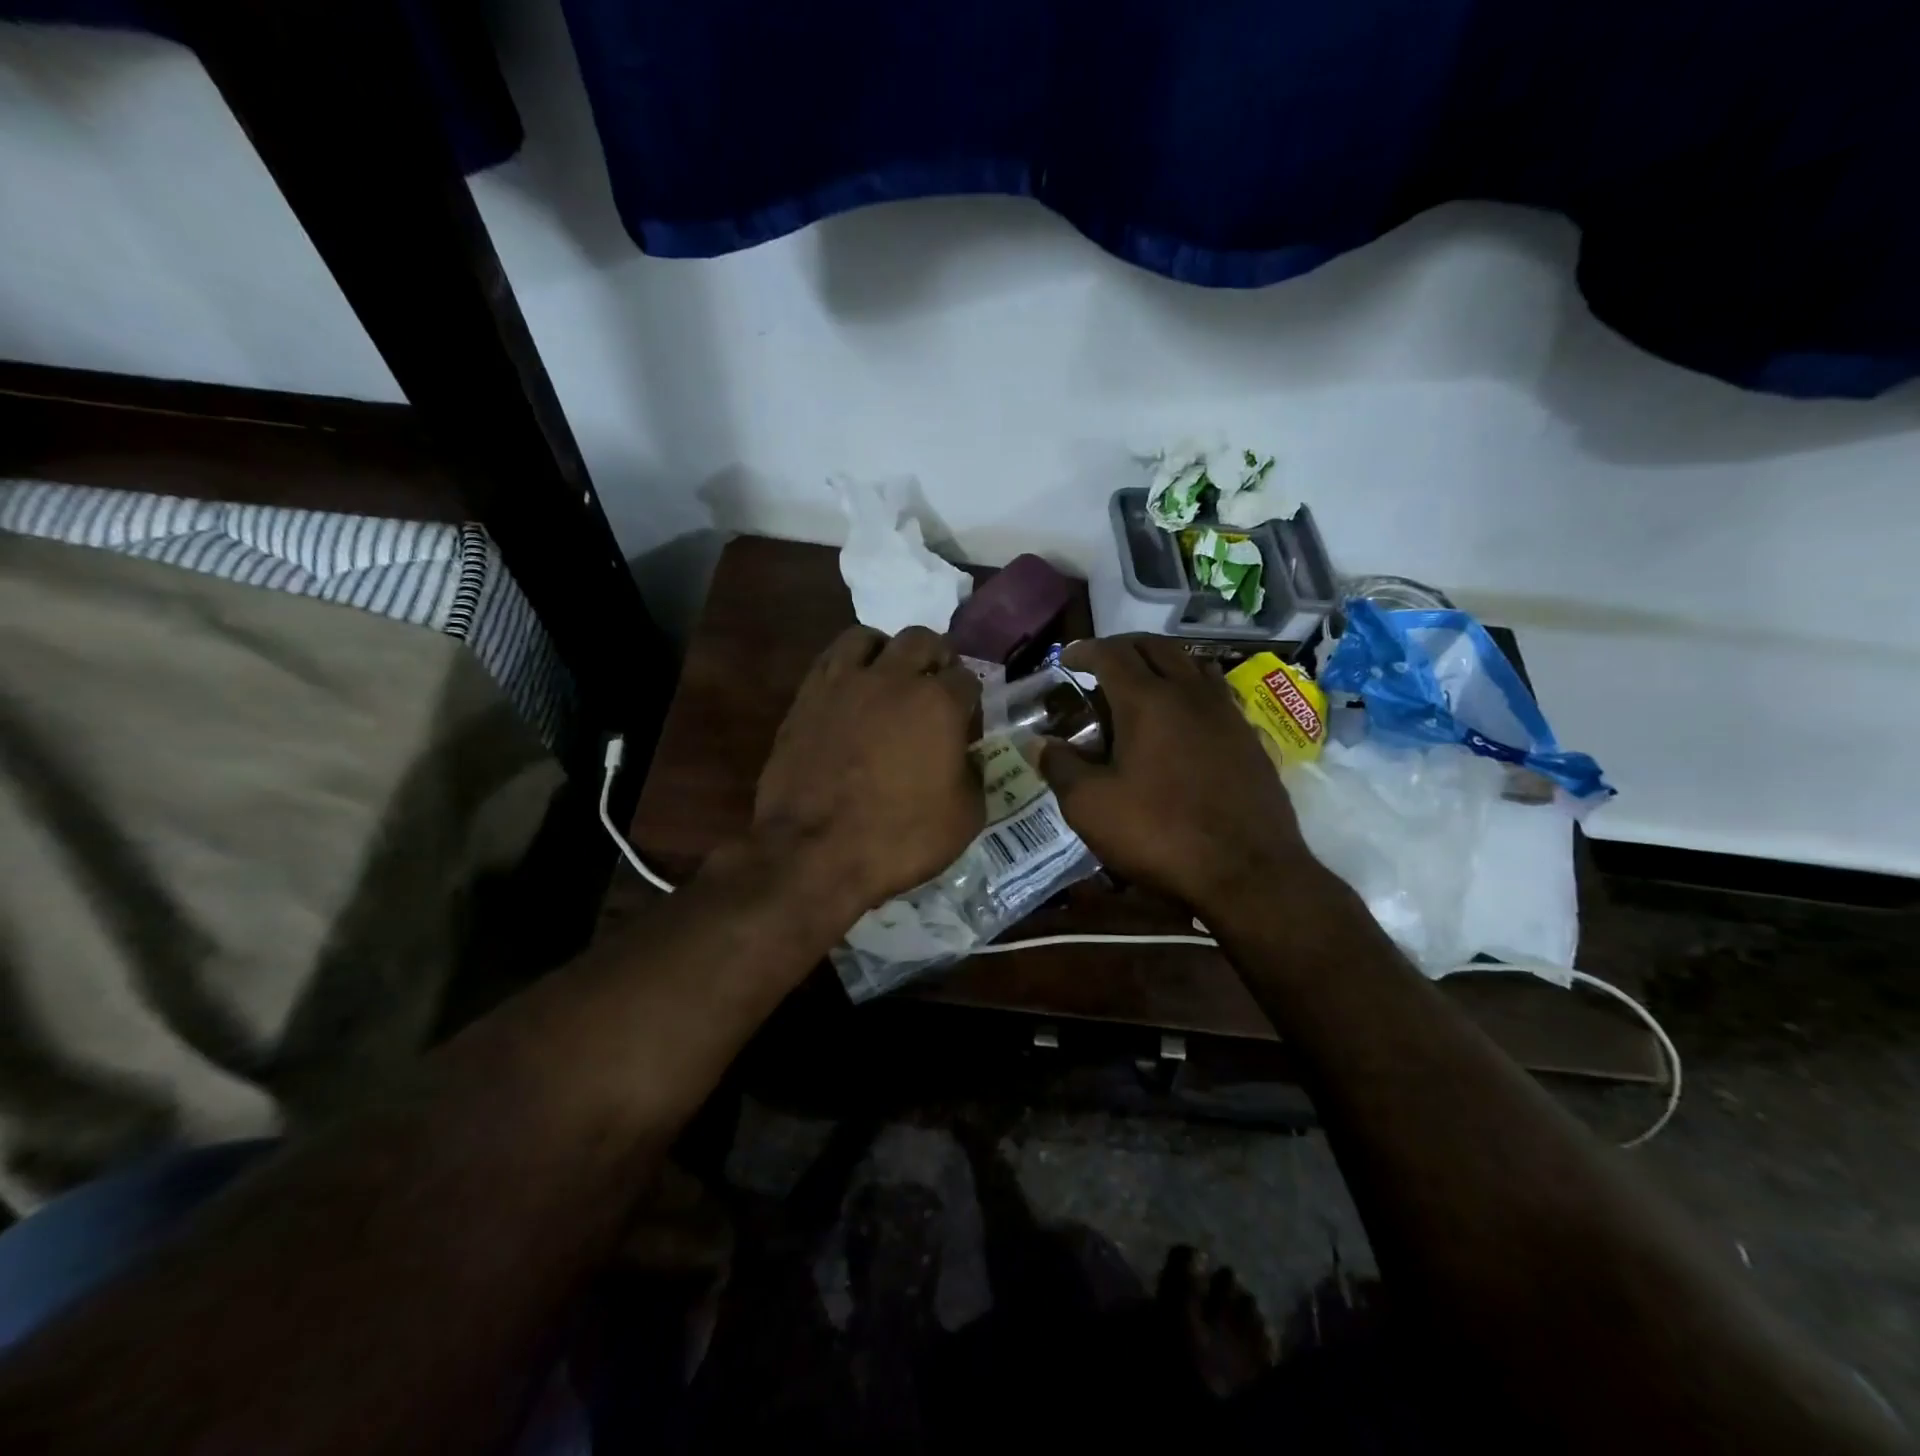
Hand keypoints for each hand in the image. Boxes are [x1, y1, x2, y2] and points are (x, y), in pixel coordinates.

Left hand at [754, 625, 983, 915]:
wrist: (814, 853)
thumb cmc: (899, 838)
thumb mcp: (965, 818)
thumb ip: (974, 775)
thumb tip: (967, 758)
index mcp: (938, 703)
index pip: (966, 679)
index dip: (970, 699)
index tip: (967, 721)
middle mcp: (893, 679)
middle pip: (922, 640)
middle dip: (936, 658)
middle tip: (934, 686)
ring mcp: (844, 683)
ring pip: (869, 637)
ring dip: (886, 651)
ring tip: (888, 676)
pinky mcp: (806, 697)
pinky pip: (830, 660)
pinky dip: (847, 666)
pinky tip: (851, 691)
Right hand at [1040, 635, 1320, 915]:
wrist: (1248, 872)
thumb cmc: (1160, 834)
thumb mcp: (1091, 807)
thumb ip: (1060, 767)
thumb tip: (1038, 743)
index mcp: (1147, 701)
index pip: (1111, 654)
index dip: (1084, 650)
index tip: (1066, 659)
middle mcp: (1190, 694)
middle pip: (1156, 647)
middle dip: (1123, 647)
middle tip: (1101, 664)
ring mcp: (1226, 714)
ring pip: (1192, 664)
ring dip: (1161, 662)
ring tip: (1142, 683)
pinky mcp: (1249, 739)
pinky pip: (1216, 694)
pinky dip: (1190, 689)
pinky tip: (1182, 720)